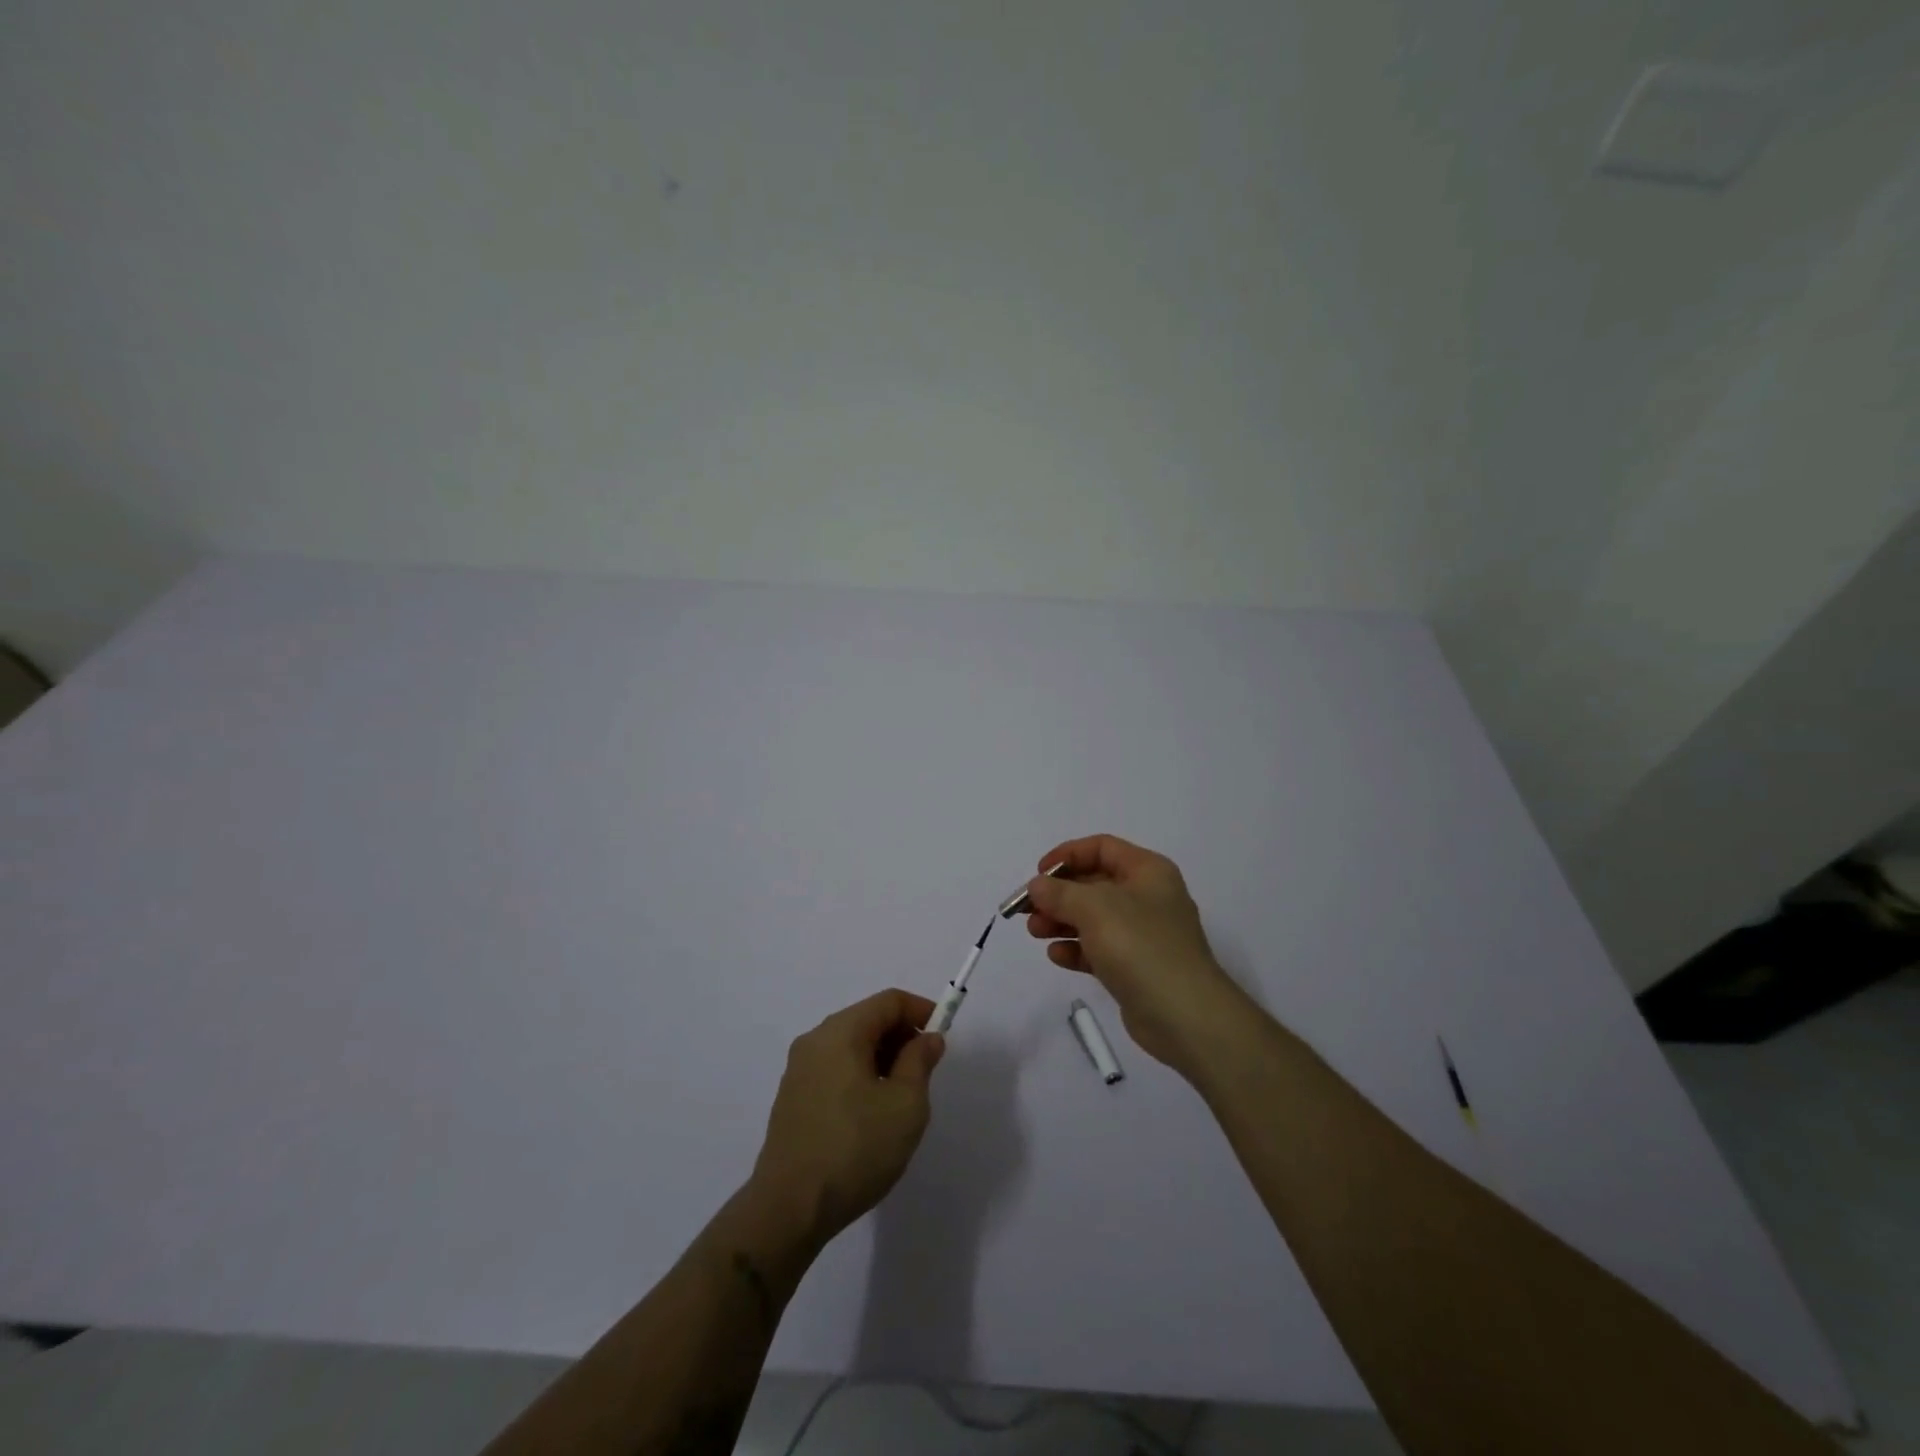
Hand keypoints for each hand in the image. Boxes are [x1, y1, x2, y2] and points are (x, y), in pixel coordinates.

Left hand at [749, 989, 945, 1249]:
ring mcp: (798, 1070)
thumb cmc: (855, 1149)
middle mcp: (815, 1040)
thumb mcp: (905, 1105)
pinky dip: (860, 1075)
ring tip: (902, 1096)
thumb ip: (920, 1061)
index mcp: (841, 1032)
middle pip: (867, 1019)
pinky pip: (834, 1069)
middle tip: (926, 1070)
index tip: (943, 1035)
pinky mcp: (792, 1098)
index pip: (889, 1001)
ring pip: (851, 1046)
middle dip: (902, 1036)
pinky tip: (871, 1114)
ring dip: (882, 1058)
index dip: (921, 1010)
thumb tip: (928, 1038)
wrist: (789, 1209)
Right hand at [1024, 834, 1247, 1074]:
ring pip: (1093, 918)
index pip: (1101, 848)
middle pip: (1094, 884)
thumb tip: (1037, 886)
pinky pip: (1100, 949)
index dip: (1067, 855)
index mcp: (1147, 871)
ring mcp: (1144, 934)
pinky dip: (1077, 949)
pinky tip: (1057, 957)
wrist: (1185, 1015)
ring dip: (1061, 921)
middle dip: (1058, 894)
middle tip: (1027, 910)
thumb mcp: (1094, 908)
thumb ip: (1060, 893)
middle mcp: (1148, 897)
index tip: (1038, 874)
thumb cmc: (1140, 946)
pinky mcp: (1137, 967)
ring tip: (1035, 933)